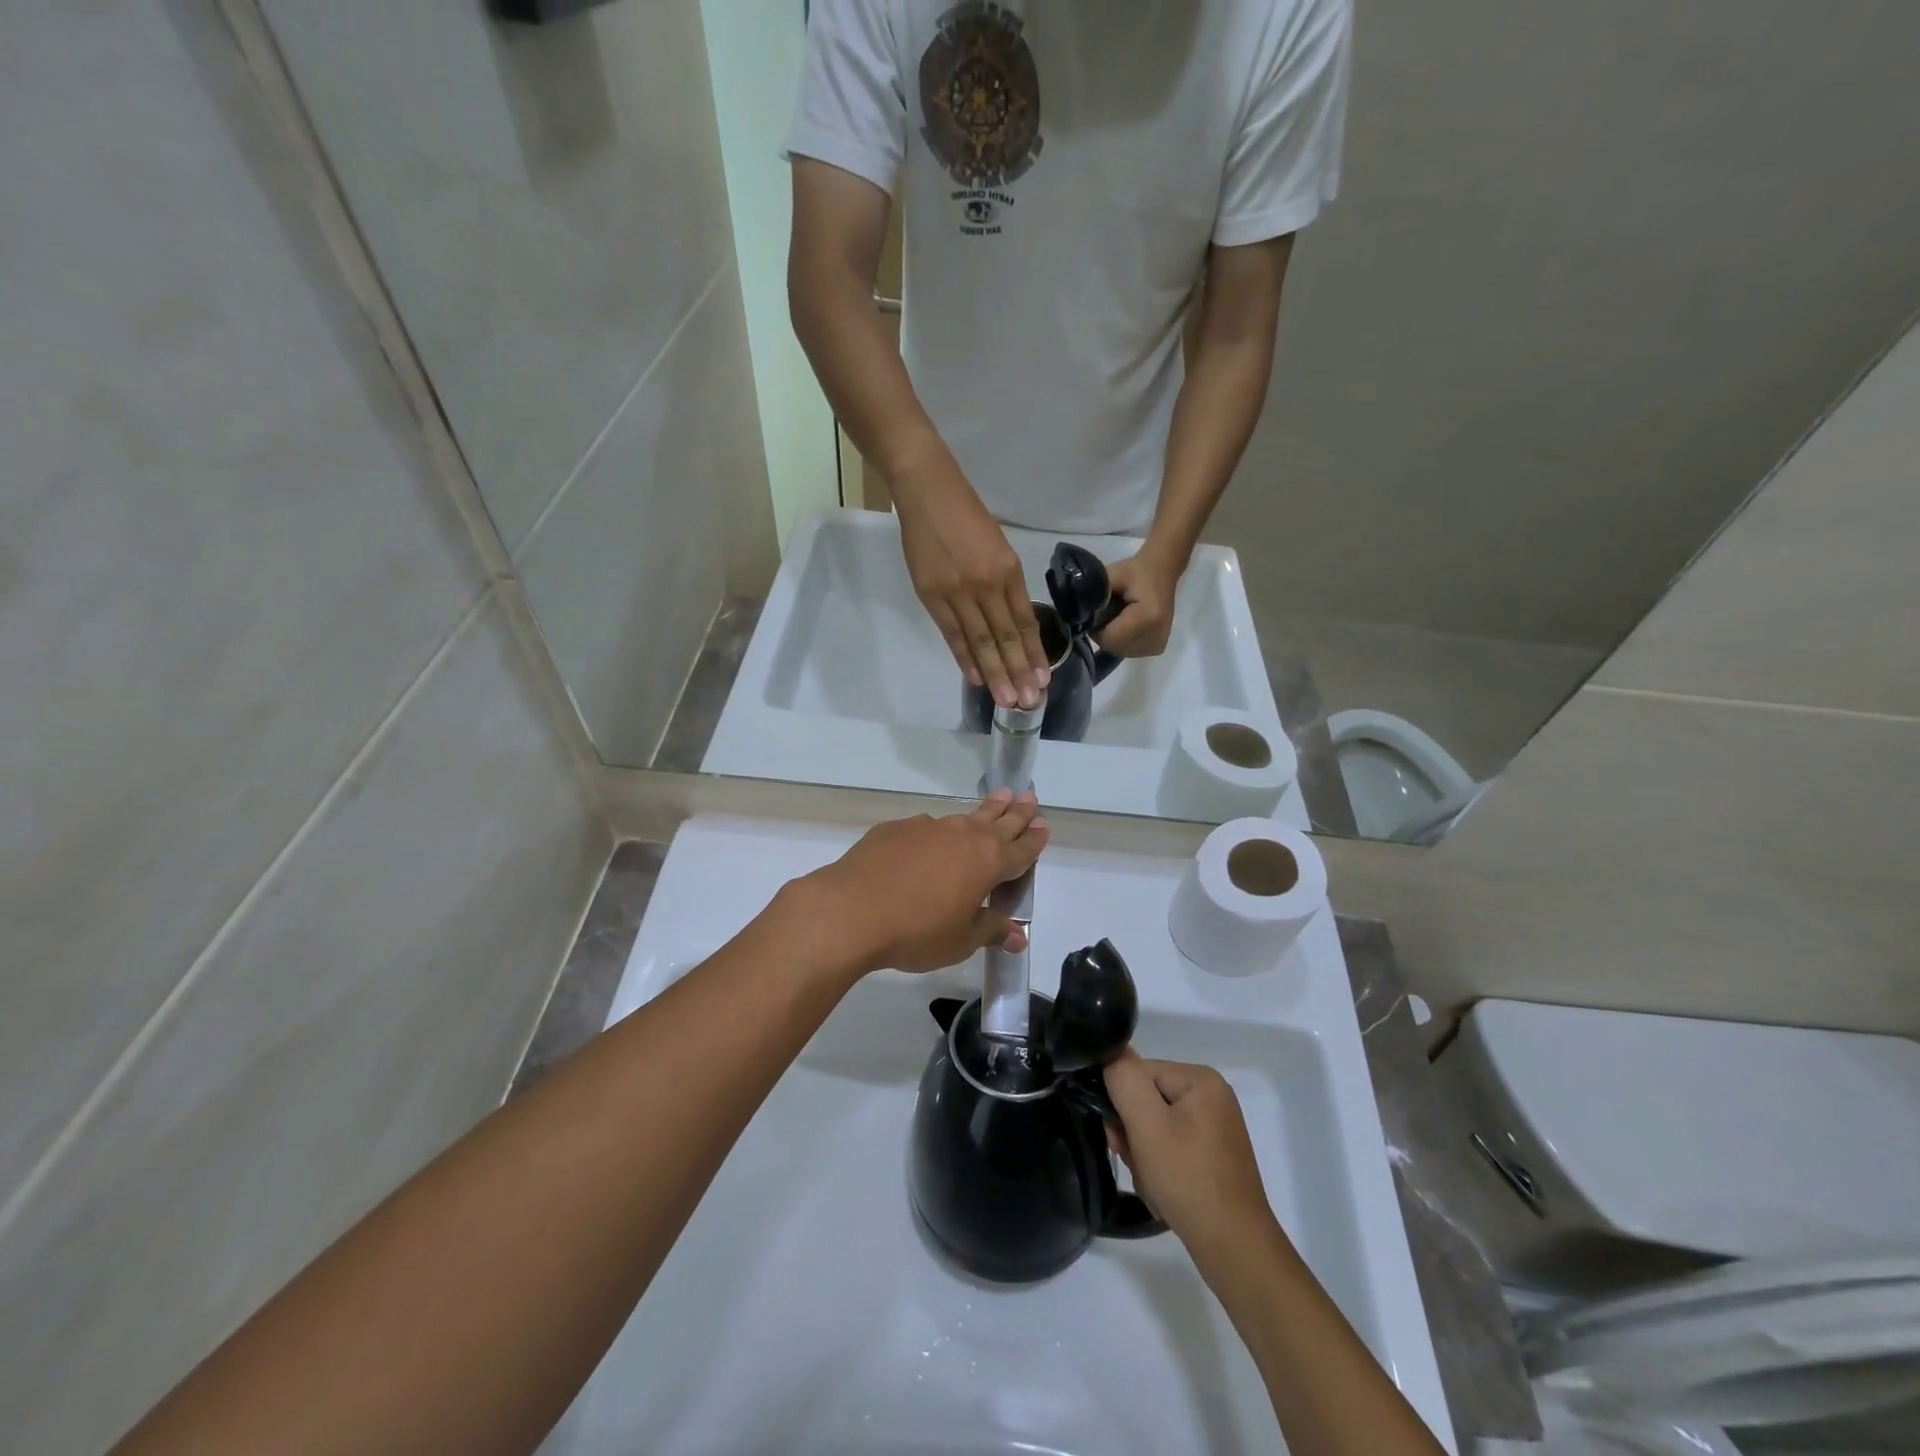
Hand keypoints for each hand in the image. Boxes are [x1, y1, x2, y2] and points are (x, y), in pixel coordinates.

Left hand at [795, 791, 1048, 975]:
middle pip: (998, 821)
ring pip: (964, 817)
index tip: (1044, 826)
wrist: (852, 910)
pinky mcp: (896, 829)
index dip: (1034, 840)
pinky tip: (931, 836)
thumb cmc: (917, 931)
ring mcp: (928, 828)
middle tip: (1029, 796)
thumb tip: (1020, 937)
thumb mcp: (961, 940)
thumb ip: (991, 931)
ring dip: (984, 811)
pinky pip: (926, 827)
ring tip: (996, 800)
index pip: (1020, 850)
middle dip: (1016, 812)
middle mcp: (963, 837)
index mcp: (987, 862)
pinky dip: (937, 830)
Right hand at [895, 458, 1049, 709]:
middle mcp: (987, 584)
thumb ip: (1004, 583)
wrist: (928, 492)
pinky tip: (975, 678)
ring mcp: (958, 592)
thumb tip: (1010, 622)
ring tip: (1006, 700)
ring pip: (980, 641)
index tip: (1042, 679)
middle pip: (1006, 637)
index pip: (1025, 621)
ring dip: (995, 673)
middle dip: (1019, 672)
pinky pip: (952, 634)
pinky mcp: (932, 595)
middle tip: (1029, 702)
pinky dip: (964, 658)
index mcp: (1008, 569)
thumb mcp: (997, 545)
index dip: (1033, 653)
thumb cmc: (966, 515)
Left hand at [1095, 547, 1182, 657]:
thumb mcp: (1112, 575)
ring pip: (1120, 651)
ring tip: (1116, 617)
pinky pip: (1129, 651)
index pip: (1109, 638)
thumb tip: (1078, 616)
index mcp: (1148, 617)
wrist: (1163, 570)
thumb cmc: (1137, 570)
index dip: (1095, 628)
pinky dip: (1122, 641)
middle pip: (1114, 647)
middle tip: (1104, 613)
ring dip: (1112, 638)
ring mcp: (1158, 644)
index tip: (1093, 613)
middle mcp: (1156, 635)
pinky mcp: (1157, 647)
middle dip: (1103, 633)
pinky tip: (1125, 625)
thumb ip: (1095, 596)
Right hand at [1103, 1051, 1279, 1269]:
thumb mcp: (1147, 1124)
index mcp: (1201, 1080)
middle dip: (1134, 1134)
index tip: (1119, 1138)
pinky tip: (1163, 1192)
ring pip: (1155, 1129)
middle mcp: (1211, 1097)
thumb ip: (1124, 1080)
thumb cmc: (1189, 1180)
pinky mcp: (1212, 1157)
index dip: (1123, 1105)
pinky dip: (1160, 1169)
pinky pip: (1171, 1149)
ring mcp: (1214, 1129)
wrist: (1235, 1251)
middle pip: (1147, 1101)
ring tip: (1153, 1184)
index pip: (1139, 1074)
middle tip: (1139, 1164)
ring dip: (1144, 1155)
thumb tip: (1111, 1052)